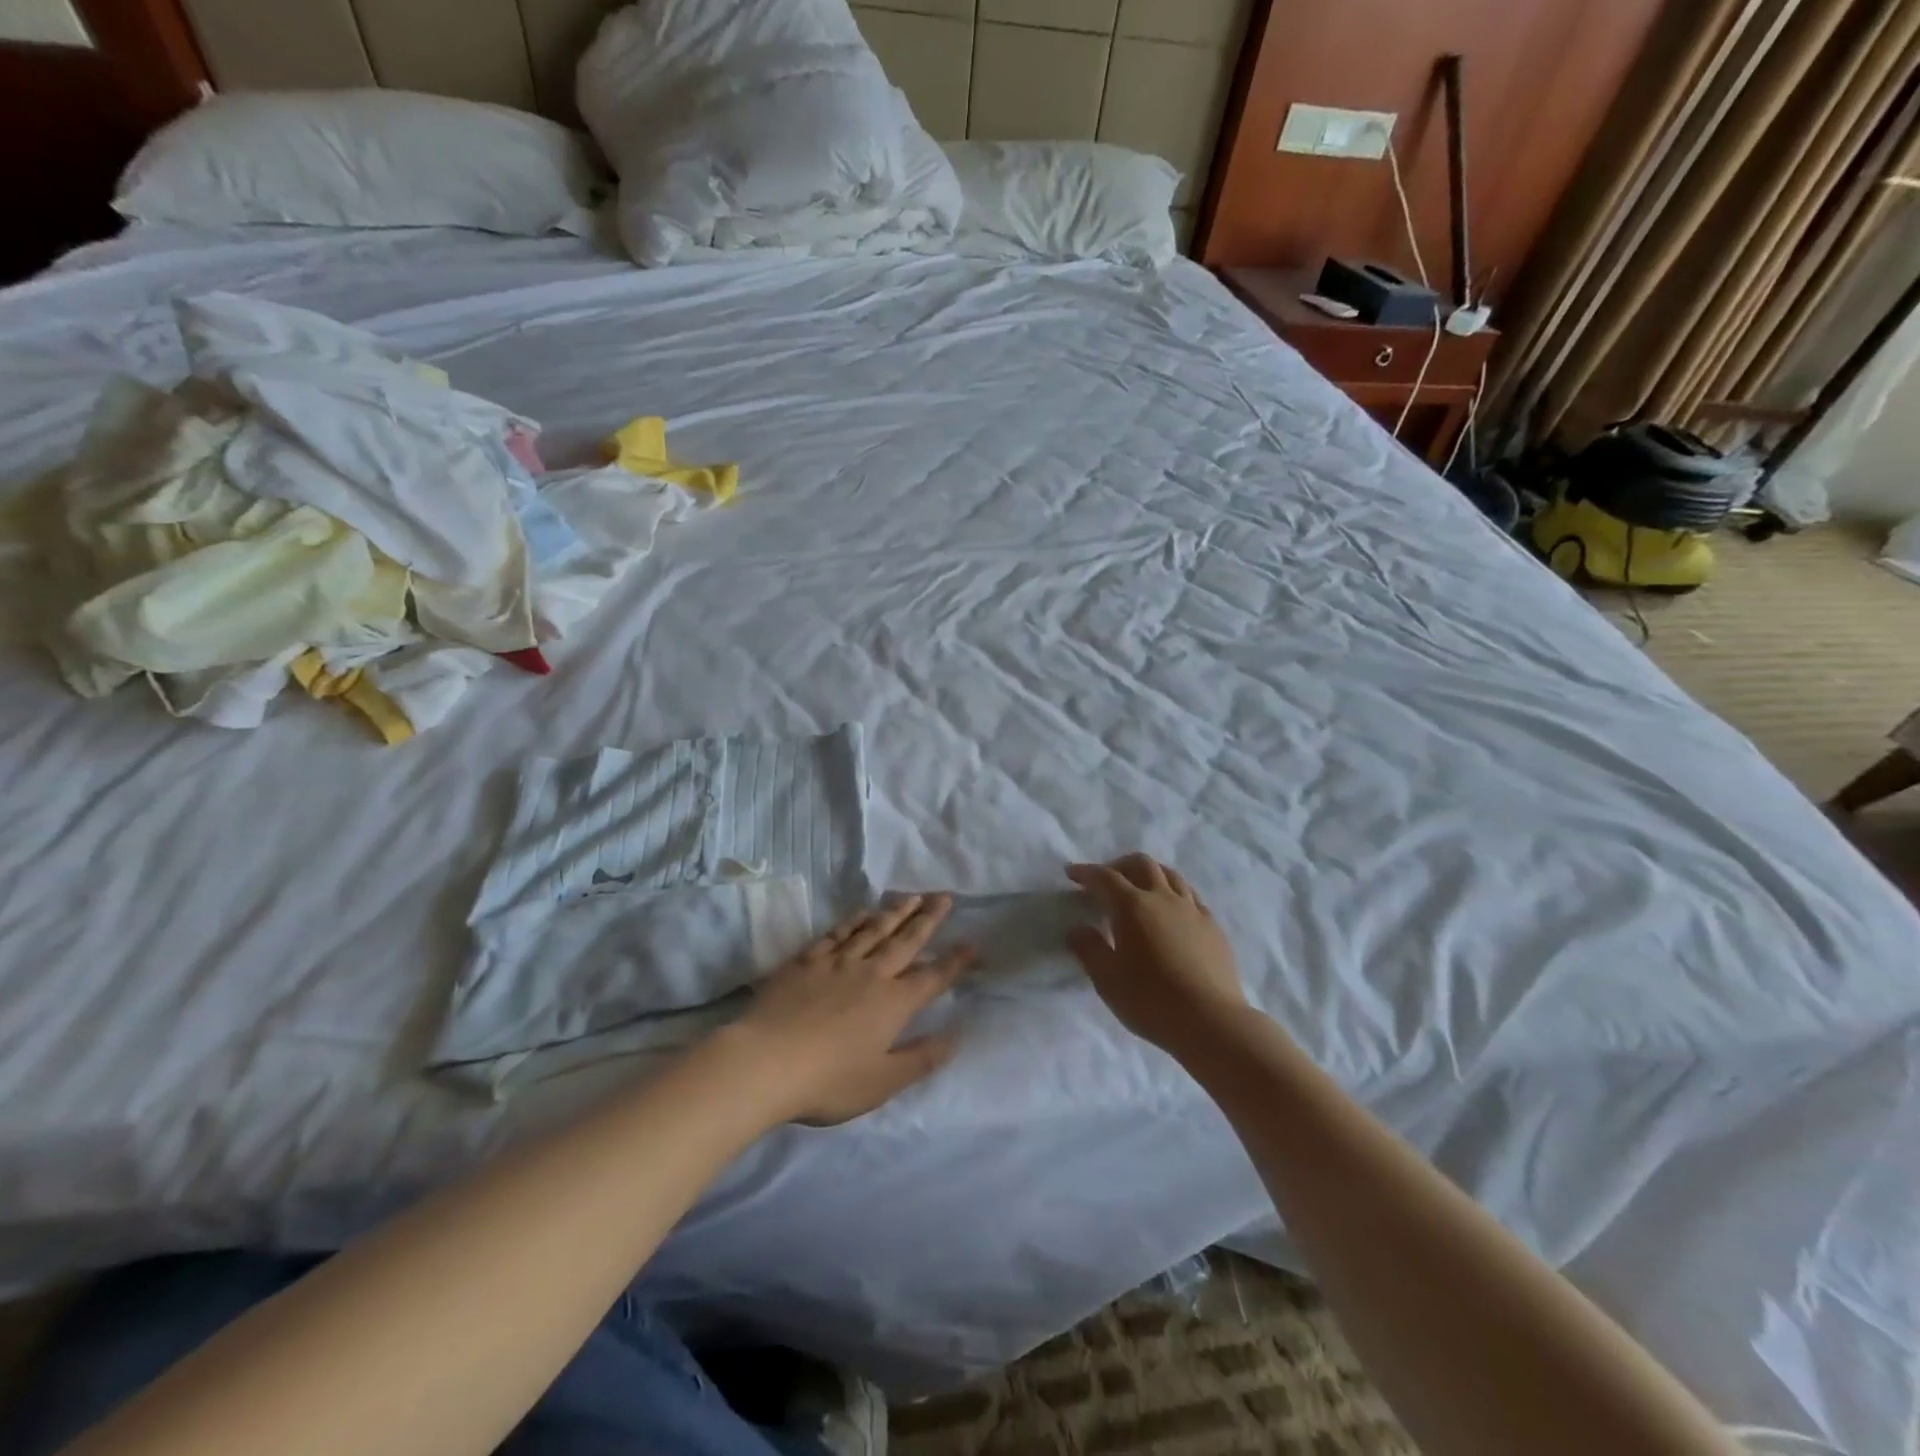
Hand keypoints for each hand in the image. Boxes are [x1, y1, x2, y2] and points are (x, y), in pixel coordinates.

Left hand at [730, 894, 973, 1125]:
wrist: (765, 1062)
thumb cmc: (828, 1081)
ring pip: (874, 930)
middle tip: (945, 896)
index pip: (933, 977)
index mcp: (893, 1003)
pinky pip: (837, 933)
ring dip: (896, 912)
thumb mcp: (882, 1082)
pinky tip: (862, 913)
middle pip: (906, 940)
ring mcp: (837, 963)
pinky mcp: (806, 961)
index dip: (955, 961)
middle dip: (929, 918)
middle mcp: (871, 974)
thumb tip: (956, 1035)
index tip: (973, 944)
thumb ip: (921, 1058)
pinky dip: (854, 920)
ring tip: (913, 896)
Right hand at [1067, 855, 1247, 1056]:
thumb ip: (1089, 949)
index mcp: (1132, 906)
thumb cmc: (1150, 1000)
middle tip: (1107, 880)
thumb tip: (1079, 929)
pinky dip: (1175, 894)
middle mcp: (1163, 898)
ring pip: (1170, 875)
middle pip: (1142, 864)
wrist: (1211, 1022)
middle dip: (1120, 865)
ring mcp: (1192, 910)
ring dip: (1150, 874)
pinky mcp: (1213, 927)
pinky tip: (1172, 913)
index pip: (1105, 877)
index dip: (1086, 872)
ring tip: (1140, 889)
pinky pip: (1191, 897)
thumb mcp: (1107, 979)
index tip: (1072, 873)